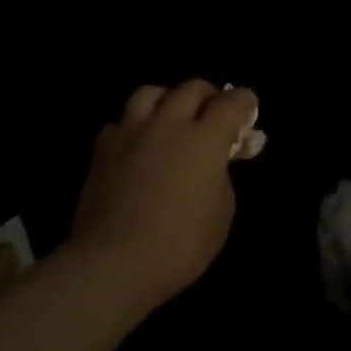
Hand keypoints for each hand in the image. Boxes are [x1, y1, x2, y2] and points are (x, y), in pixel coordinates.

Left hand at [68, 81, 255, 314]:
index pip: (231, 102)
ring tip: (169, 119)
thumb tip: (212, 166)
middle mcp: (169, 124)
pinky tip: (135, 147)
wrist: (114, 262)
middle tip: (211, 114)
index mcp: (204, 139)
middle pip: (191, 88)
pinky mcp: (103, 148)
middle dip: (207, 96)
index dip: (244, 102)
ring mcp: (132, 132)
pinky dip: (132, 128)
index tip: (247, 108)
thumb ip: (221, 179)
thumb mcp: (220, 217)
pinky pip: (120, 123)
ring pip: (150, 93)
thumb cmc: (179, 246)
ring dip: (166, 100)